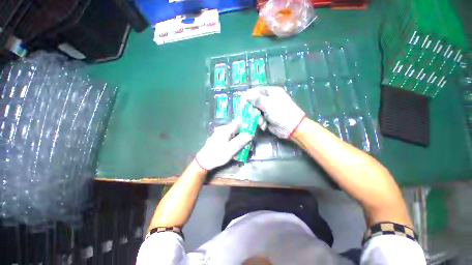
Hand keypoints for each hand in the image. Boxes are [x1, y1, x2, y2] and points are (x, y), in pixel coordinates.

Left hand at [195, 119, 252, 170]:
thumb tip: (250, 135)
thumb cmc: (217, 155)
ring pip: (233, 133)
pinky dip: (233, 141)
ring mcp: (220, 134)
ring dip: (239, 139)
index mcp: (226, 130)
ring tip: (242, 147)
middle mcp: (223, 129)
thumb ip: (240, 142)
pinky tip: (234, 148)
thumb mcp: (230, 150)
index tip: (252, 128)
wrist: (203, 162)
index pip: (238, 122)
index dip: (246, 123)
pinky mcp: (218, 138)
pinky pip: (229, 137)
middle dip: (243, 133)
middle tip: (248, 142)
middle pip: (236, 128)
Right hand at [244, 86, 305, 138]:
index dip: (249, 95)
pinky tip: (264, 125)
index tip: (241, 100)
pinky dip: (261, 122)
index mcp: (271, 92)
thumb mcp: (268, 104)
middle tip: (249, 113)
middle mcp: (269, 100)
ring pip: (256, 111)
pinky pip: (259, 118)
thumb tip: (244, 94)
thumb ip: (256, 99)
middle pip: (255, 101)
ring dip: (257, 117)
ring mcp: (268, 109)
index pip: (257, 90)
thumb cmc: (281, 113)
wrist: (291, 128)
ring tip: (261, 121)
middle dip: (252, 109)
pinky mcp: (267, 118)